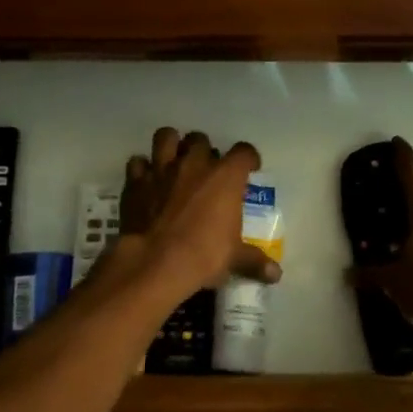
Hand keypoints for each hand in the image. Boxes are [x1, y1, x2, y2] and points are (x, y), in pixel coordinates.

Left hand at [113, 128, 281, 297]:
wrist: (155, 262)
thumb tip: (276, 274)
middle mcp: (194, 164)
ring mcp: (162, 169)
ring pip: (166, 137)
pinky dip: (142, 169)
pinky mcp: (135, 182)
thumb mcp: (234, 259)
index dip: (248, 159)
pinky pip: (137, 162)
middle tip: (206, 169)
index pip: (243, 152)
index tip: (249, 169)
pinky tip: (147, 181)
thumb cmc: (203, 255)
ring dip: (171, 145)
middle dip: (205, 150)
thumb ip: (255, 261)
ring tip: (175, 161)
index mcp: (225, 177)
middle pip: (201, 139)